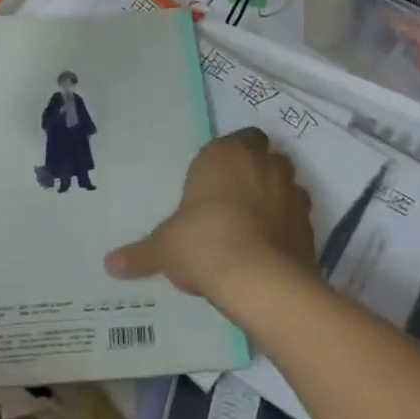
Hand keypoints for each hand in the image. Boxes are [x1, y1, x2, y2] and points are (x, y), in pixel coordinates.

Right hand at [105, 130, 314, 301]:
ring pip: (286, 185)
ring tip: (252, 226)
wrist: (260, 281)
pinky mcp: (310, 226)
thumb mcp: (164, 249)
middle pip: (265, 157)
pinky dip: (286, 228)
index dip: (231, 155)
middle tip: (232, 199)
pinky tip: (268, 250)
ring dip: (274, 198)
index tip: (217, 177)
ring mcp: (292, 194)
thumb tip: (109, 264)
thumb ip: (140, 254)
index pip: (240, 137)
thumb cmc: (203, 243)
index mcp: (226, 155)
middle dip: (254, 172)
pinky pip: (297, 219)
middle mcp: (263, 165)